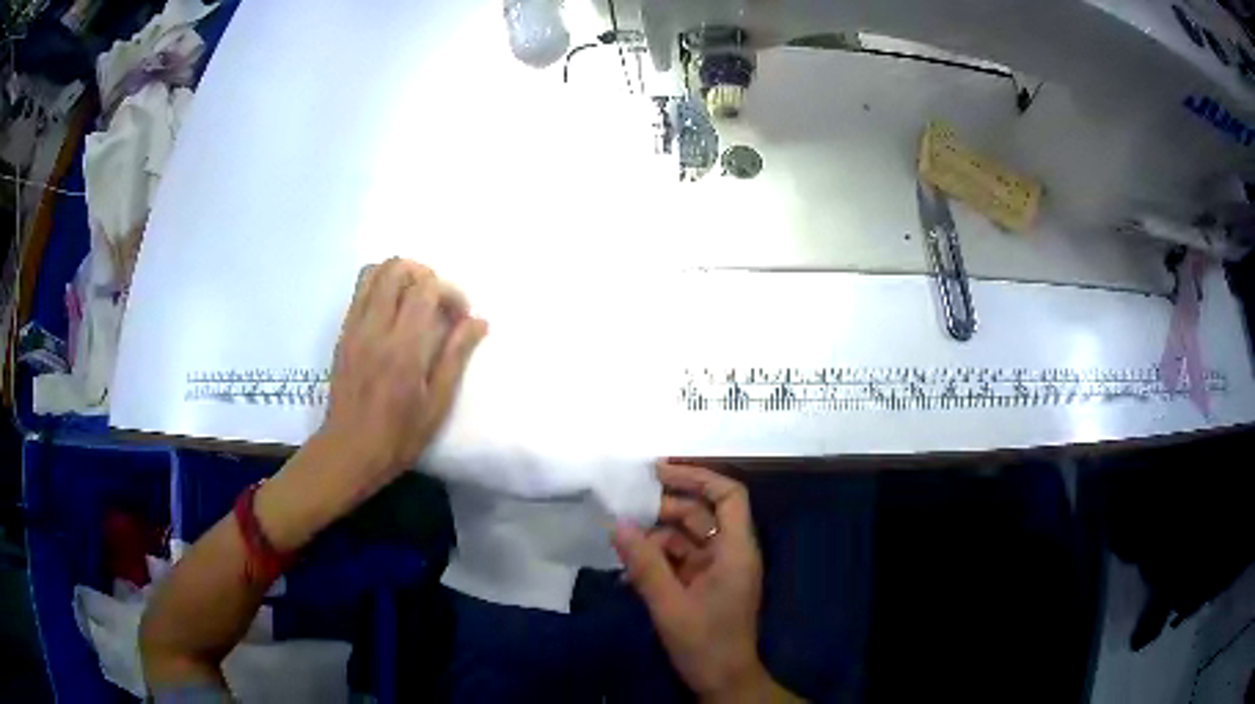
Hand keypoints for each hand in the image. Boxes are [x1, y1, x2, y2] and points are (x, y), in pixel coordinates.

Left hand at [320, 258, 487, 485]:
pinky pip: (360, 291)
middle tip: (437, 301)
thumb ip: (455, 357)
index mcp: (403, 348)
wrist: (349, 451)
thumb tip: (478, 322)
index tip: (461, 315)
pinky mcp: (343, 334)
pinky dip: (380, 288)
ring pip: (374, 273)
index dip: (450, 292)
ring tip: (415, 299)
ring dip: (400, 276)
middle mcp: (375, 329)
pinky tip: (393, 313)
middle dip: (424, 274)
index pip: (426, 289)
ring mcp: (354, 328)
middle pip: (396, 268)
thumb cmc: (398, 436)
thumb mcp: (436, 404)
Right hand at [613, 462, 777, 702]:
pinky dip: (656, 560)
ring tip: (619, 538)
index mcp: (736, 550)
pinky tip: (628, 569)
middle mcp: (730, 553)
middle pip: (702, 514)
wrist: (723, 681)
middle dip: (664, 508)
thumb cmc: (705, 643)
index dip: (698, 477)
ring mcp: (717, 570)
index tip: (658, 472)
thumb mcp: (670, 604)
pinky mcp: (704, 586)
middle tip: (623, 506)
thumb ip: (644, 564)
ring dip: (654, 537)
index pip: (729, 496)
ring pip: (687, 537)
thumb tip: (617, 524)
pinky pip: (680, 560)